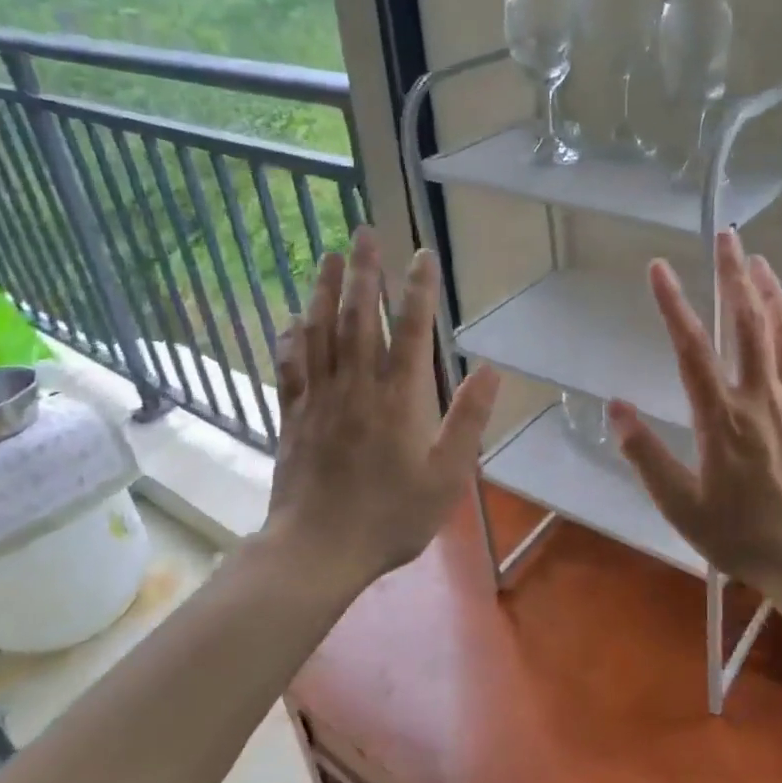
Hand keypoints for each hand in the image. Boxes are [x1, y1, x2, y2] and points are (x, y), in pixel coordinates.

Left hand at [263, 228, 499, 589]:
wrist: (318, 551)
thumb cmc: (391, 517)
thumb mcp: (447, 477)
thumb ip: (469, 421)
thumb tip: (491, 370)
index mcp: (398, 399)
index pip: (409, 331)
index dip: (417, 290)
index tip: (422, 255)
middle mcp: (356, 387)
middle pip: (357, 318)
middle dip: (363, 272)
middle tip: (364, 232)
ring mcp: (319, 399)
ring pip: (319, 332)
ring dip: (323, 290)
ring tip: (328, 255)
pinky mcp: (292, 416)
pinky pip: (290, 366)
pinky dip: (291, 337)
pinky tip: (291, 318)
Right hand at [608, 230, 781, 603]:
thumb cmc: (743, 536)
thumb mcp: (681, 506)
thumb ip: (645, 455)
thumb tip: (614, 407)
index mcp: (721, 418)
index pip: (691, 348)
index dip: (673, 304)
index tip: (658, 267)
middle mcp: (761, 397)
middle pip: (748, 323)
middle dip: (733, 274)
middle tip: (726, 235)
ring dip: (770, 292)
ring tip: (758, 260)